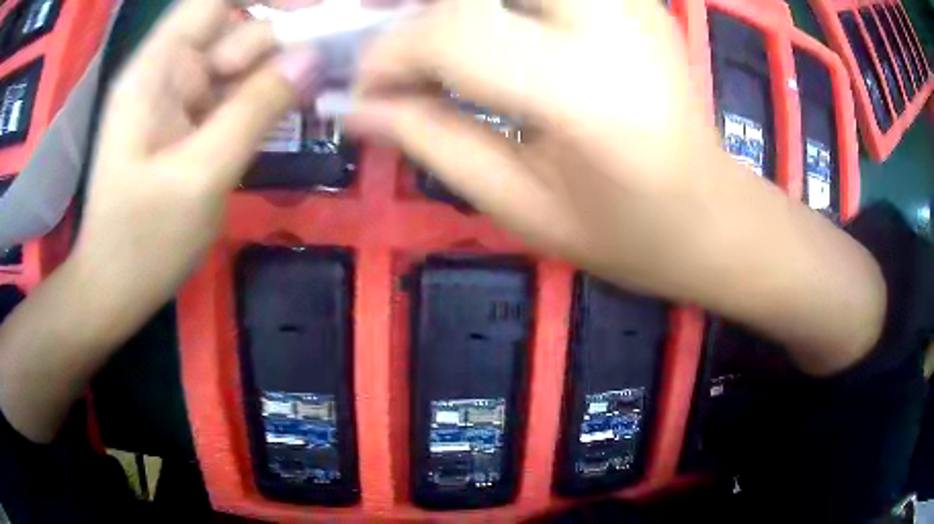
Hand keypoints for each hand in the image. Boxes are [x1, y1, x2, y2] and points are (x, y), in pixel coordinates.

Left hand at [0, 0, 322, 441]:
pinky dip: (262, 99)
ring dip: (274, 75)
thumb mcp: (200, 177)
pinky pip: (235, 94)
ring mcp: (179, 99)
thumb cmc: (142, 242)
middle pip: (236, 29)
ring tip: (304, 100)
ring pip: (241, 63)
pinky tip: (282, 116)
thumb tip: (315, 58)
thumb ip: (255, 110)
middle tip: (315, 76)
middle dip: (278, 45)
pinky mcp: (189, 124)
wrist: (114, 290)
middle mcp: (169, 72)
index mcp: (157, 69)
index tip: (311, 13)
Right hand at [352, 0, 885, 374]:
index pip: (453, 33)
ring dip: (464, 7)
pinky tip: (496, 32)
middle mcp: (612, 24)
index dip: (389, 53)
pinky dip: (507, 5)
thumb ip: (432, 141)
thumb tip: (357, 106)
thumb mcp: (519, 206)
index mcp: (583, 92)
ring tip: (444, 48)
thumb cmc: (622, 233)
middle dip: (424, 13)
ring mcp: (632, 1)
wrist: (710, 216)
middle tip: (403, 54)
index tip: (366, 88)